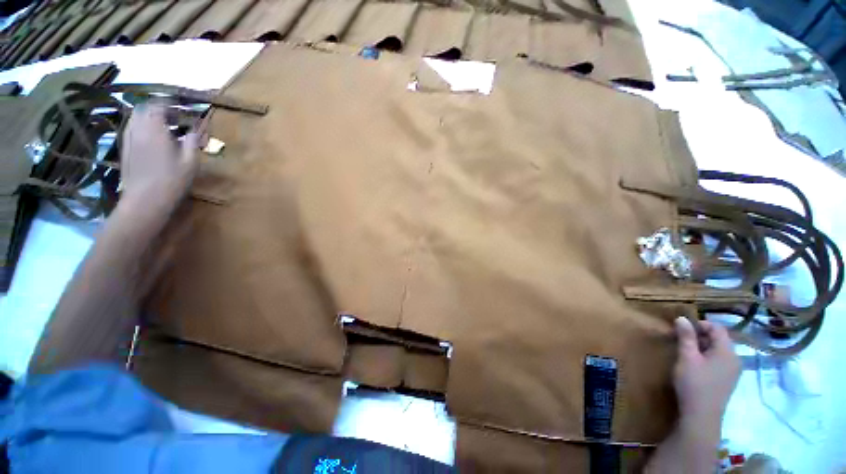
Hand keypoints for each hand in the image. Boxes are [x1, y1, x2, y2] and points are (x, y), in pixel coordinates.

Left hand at [120, 103, 198, 210]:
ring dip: (148, 117)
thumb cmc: (172, 181)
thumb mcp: (190, 162)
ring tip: (163, 127)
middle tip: (173, 118)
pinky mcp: (125, 148)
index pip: (159, 105)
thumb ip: (193, 142)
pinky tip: (151, 138)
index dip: (170, 104)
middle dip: (158, 109)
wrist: (145, 199)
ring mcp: (128, 139)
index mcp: (155, 129)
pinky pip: (131, 129)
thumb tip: (195, 131)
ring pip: (135, 118)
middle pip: (144, 108)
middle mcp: (138, 129)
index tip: (182, 108)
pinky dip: (141, 127)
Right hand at [673, 317, 740, 422]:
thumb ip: (686, 337)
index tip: (682, 328)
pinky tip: (695, 366)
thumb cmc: (694, 383)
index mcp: (727, 351)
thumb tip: (682, 318)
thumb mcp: (687, 357)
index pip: (717, 328)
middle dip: (700, 336)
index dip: (700, 324)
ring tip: (686, 353)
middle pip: (719, 339)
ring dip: (703, 347)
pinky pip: (720, 362)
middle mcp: (735, 359)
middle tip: (681, 340)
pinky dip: (707, 358)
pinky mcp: (728, 380)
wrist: (702, 415)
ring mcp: (733, 371)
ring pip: (719, 351)